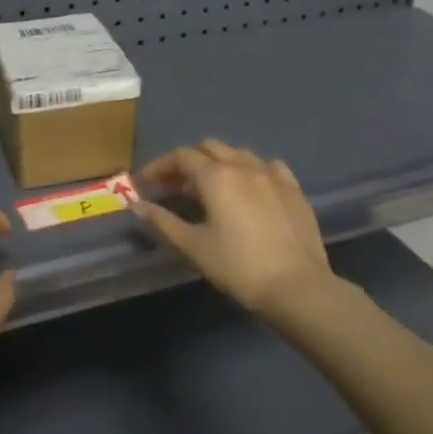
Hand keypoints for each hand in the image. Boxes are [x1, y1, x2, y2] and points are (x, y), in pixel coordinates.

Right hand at [133, 139, 334, 318]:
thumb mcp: (193, 246)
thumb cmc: (237, 266)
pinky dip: (251, 170)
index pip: (181, 156)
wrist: (296, 286)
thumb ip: (163, 222)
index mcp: (216, 176)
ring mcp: (273, 174)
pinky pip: (268, 166)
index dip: (160, 165)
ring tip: (211, 188)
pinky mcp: (294, 189)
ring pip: (239, 154)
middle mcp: (244, 165)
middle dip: (188, 161)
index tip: (147, 182)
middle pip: (210, 147)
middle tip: (175, 186)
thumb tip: (137, 206)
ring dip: (219, 163)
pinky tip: (250, 188)